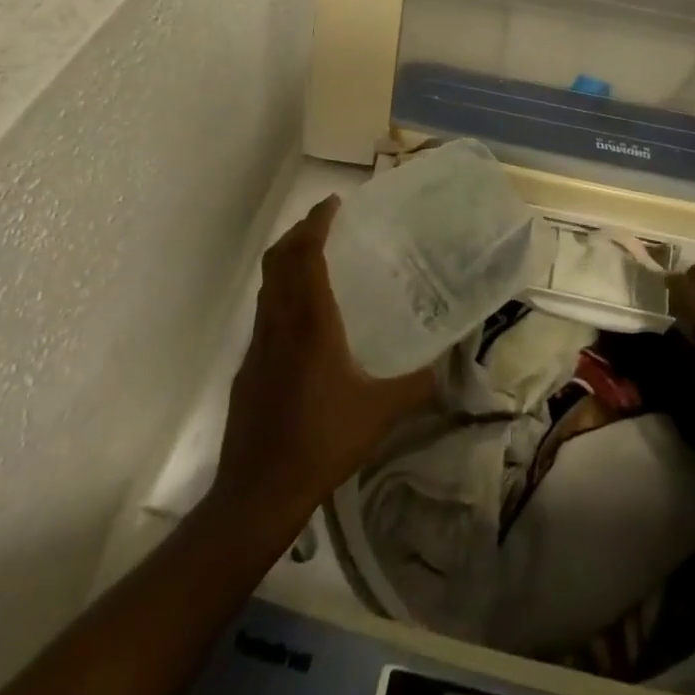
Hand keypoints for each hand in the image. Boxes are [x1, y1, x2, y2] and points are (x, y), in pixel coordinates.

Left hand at [212, 196, 435, 526]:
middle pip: (278, 260)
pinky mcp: (248, 366)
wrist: (258, 491)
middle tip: (325, 222)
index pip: (305, 255)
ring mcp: (257, 345)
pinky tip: (304, 319)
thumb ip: (417, 385)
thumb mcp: (380, 412)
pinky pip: (264, 312)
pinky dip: (281, 293)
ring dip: (287, 260)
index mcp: (310, 323)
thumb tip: (446, 369)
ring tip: (317, 259)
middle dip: (299, 232)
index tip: (333, 203)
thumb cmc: (322, 441)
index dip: (316, 223)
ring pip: (267, 285)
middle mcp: (279, 323)